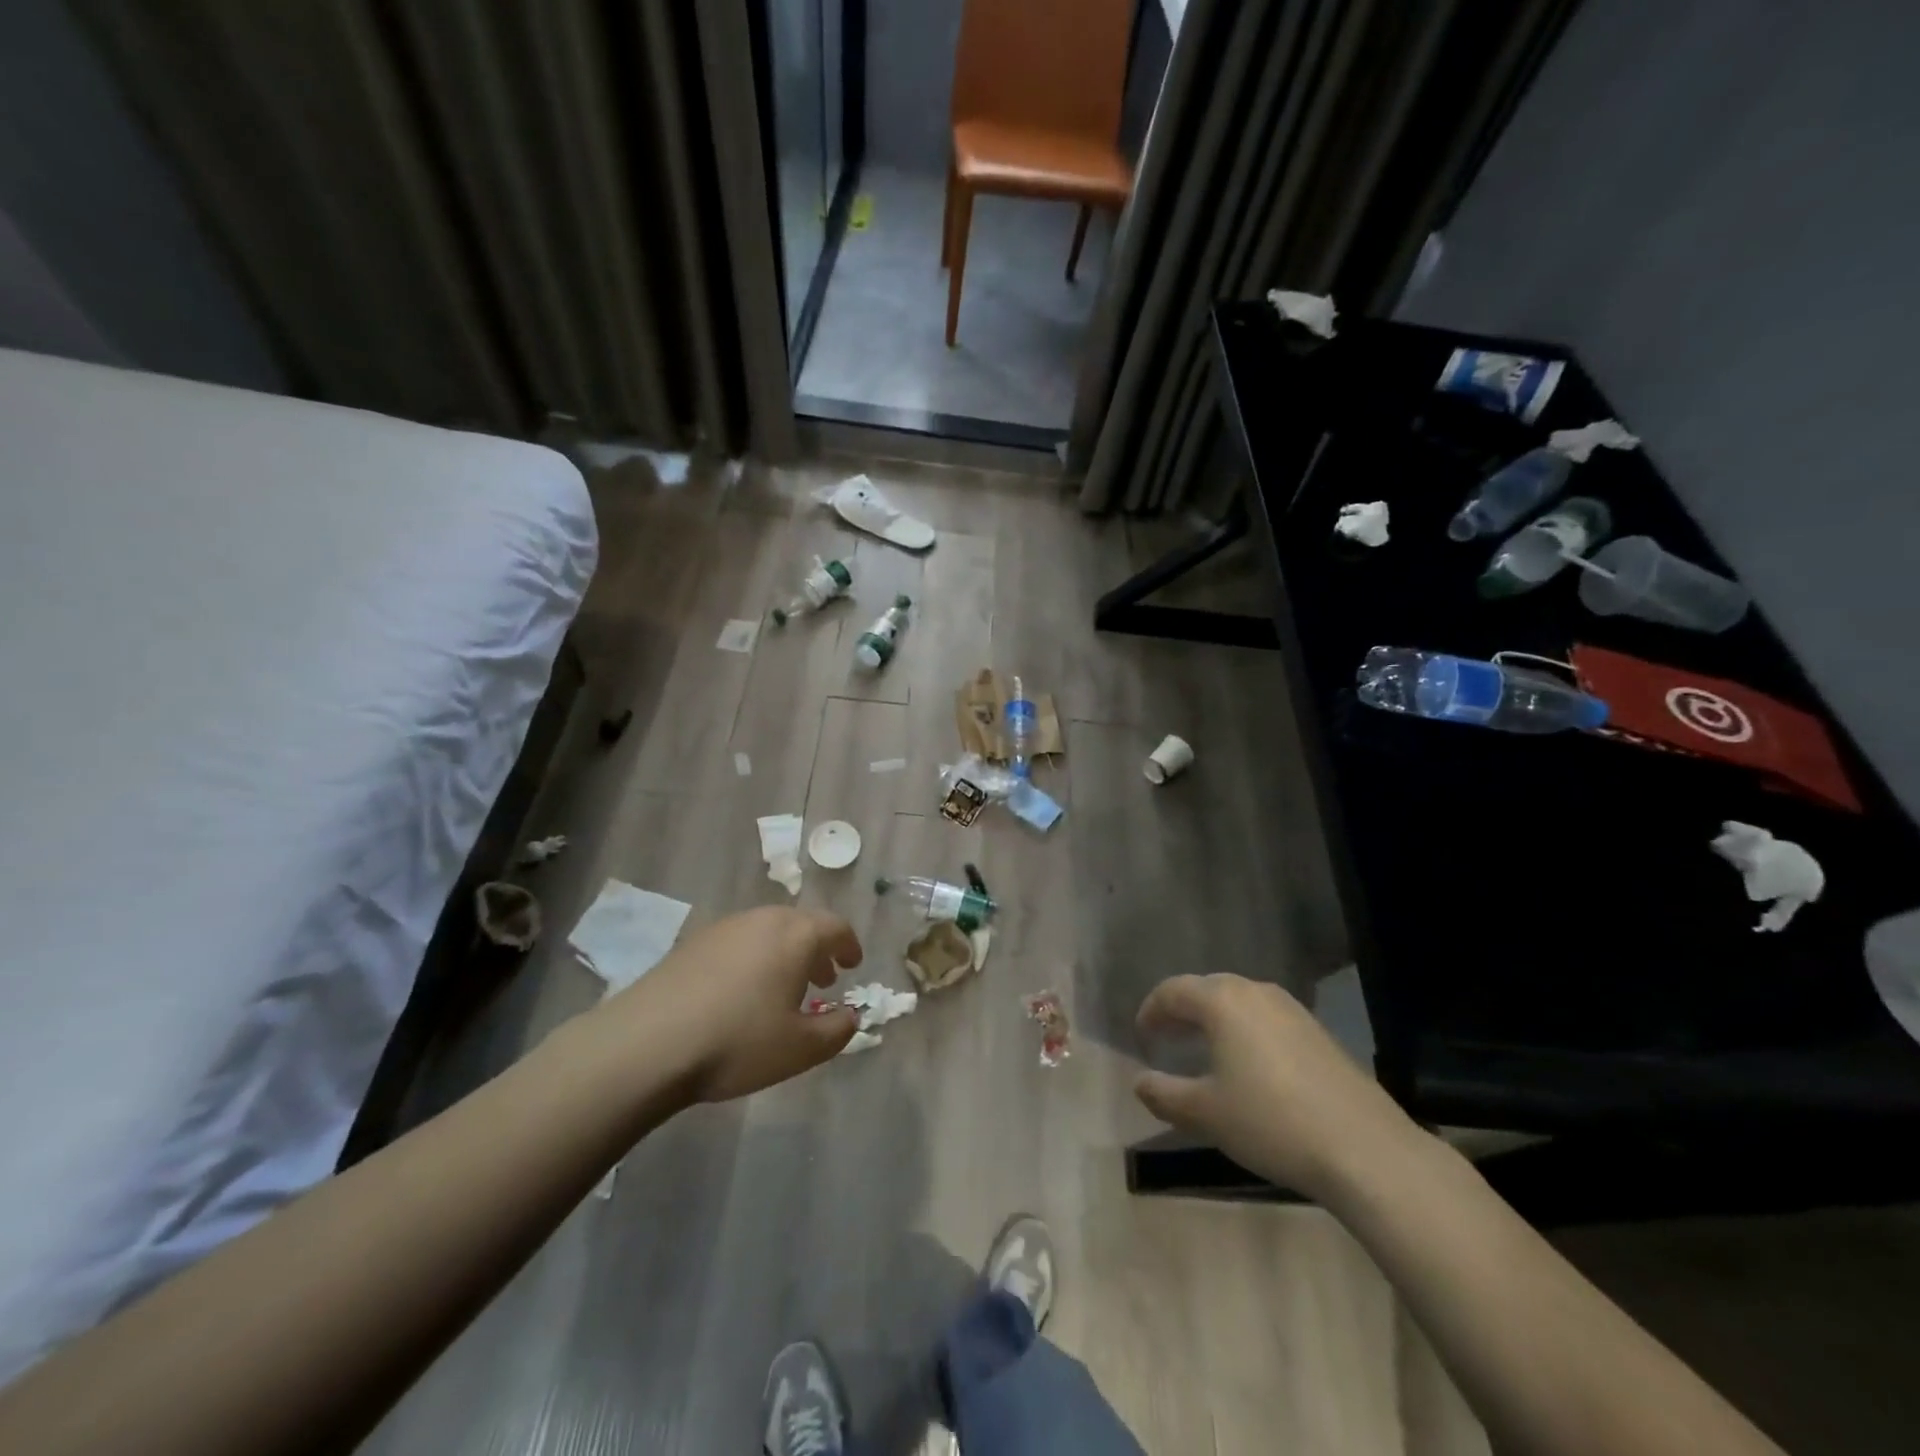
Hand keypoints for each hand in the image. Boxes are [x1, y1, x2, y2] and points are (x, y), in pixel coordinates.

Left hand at [605, 906, 862, 1102]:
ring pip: (768, 931)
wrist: (647, 1044)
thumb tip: (850, 1016)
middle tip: (823, 979)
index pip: (836, 927)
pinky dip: (754, 958)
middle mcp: (763, 920)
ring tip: (782, 988)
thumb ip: (837, 1030)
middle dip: (817, 949)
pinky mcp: (693, 942)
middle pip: (801, 924)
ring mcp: (724, 927)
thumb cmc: (738, 1041)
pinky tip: (741, 992)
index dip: (849, 945)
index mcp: (796, 935)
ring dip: (785, 953)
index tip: (853, 964)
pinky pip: (738, 941)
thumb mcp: (801, 1048)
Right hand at [1134, 974, 1422, 1203]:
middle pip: (1207, 988)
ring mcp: (1292, 1010)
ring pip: (1240, 1002)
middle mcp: (1256, 993)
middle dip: (1183, 1010)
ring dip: (1215, 1019)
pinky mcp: (1318, 1032)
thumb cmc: (1271, 1122)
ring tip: (1204, 1049)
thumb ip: (1164, 1094)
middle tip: (1167, 1037)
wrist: (1365, 1149)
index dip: (1151, 1010)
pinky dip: (1245, 1031)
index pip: (1173, 990)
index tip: (1141, 1035)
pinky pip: (1267, 1018)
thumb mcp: (1206, 1114)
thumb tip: (1139, 1082)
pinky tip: (1249, 1065)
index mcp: (1222, 1001)